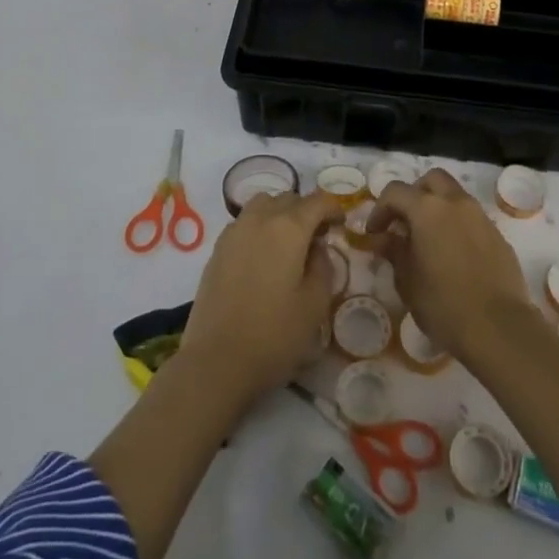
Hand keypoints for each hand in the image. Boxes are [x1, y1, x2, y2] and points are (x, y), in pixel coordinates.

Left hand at [179, 190, 344, 406]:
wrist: (216, 360)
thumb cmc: (274, 334)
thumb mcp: (315, 304)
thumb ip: (323, 267)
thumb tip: (318, 248)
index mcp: (289, 228)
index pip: (317, 201)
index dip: (333, 209)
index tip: (341, 225)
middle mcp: (260, 219)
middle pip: (289, 198)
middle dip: (307, 210)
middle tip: (317, 237)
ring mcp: (234, 231)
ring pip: (263, 204)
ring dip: (280, 213)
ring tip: (288, 241)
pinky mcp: (217, 248)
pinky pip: (244, 222)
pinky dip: (259, 226)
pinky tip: (263, 255)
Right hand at [365, 169, 530, 362]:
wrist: (499, 328)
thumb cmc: (443, 304)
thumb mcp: (407, 280)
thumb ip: (394, 251)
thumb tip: (383, 238)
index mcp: (428, 210)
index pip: (396, 192)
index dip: (379, 209)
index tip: (374, 233)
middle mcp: (456, 203)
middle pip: (432, 180)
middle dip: (414, 195)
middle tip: (404, 223)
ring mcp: (481, 217)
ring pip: (455, 196)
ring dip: (438, 208)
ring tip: (428, 240)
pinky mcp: (498, 236)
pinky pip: (472, 219)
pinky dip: (457, 226)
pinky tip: (453, 255)